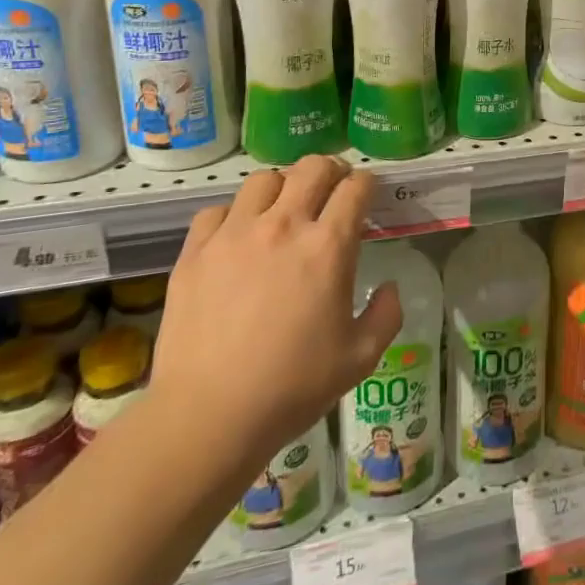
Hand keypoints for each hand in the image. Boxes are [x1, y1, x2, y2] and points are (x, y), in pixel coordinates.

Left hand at [152, 158, 402, 483]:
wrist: (208, 417)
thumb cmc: (292, 387)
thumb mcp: (361, 357)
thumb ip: (386, 314)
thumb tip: (389, 287)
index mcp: (328, 246)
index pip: (356, 187)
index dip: (368, 184)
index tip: (367, 196)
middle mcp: (283, 226)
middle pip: (313, 167)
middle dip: (331, 171)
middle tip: (332, 191)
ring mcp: (234, 235)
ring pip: (264, 179)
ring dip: (282, 188)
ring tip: (283, 210)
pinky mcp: (195, 252)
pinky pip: (217, 211)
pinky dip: (233, 216)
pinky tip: (237, 239)